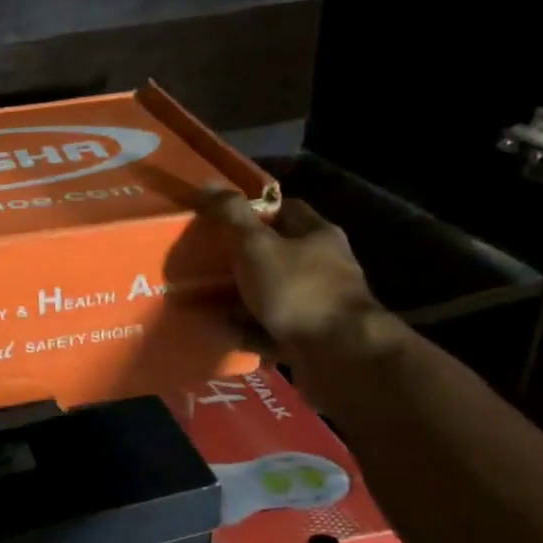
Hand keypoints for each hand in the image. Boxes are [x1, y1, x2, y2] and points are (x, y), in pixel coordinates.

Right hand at [200, 188, 387, 361]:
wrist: (339, 357)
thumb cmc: (298, 291)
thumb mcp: (257, 246)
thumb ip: (232, 217)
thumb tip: (207, 185)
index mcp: (316, 235)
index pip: (284, 209)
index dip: (250, 211)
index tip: (218, 220)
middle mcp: (322, 266)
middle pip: (274, 255)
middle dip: (238, 261)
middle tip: (202, 264)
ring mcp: (317, 305)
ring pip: (270, 295)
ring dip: (239, 300)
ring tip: (202, 301)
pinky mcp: (310, 338)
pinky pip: (270, 329)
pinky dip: (248, 331)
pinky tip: (222, 333)